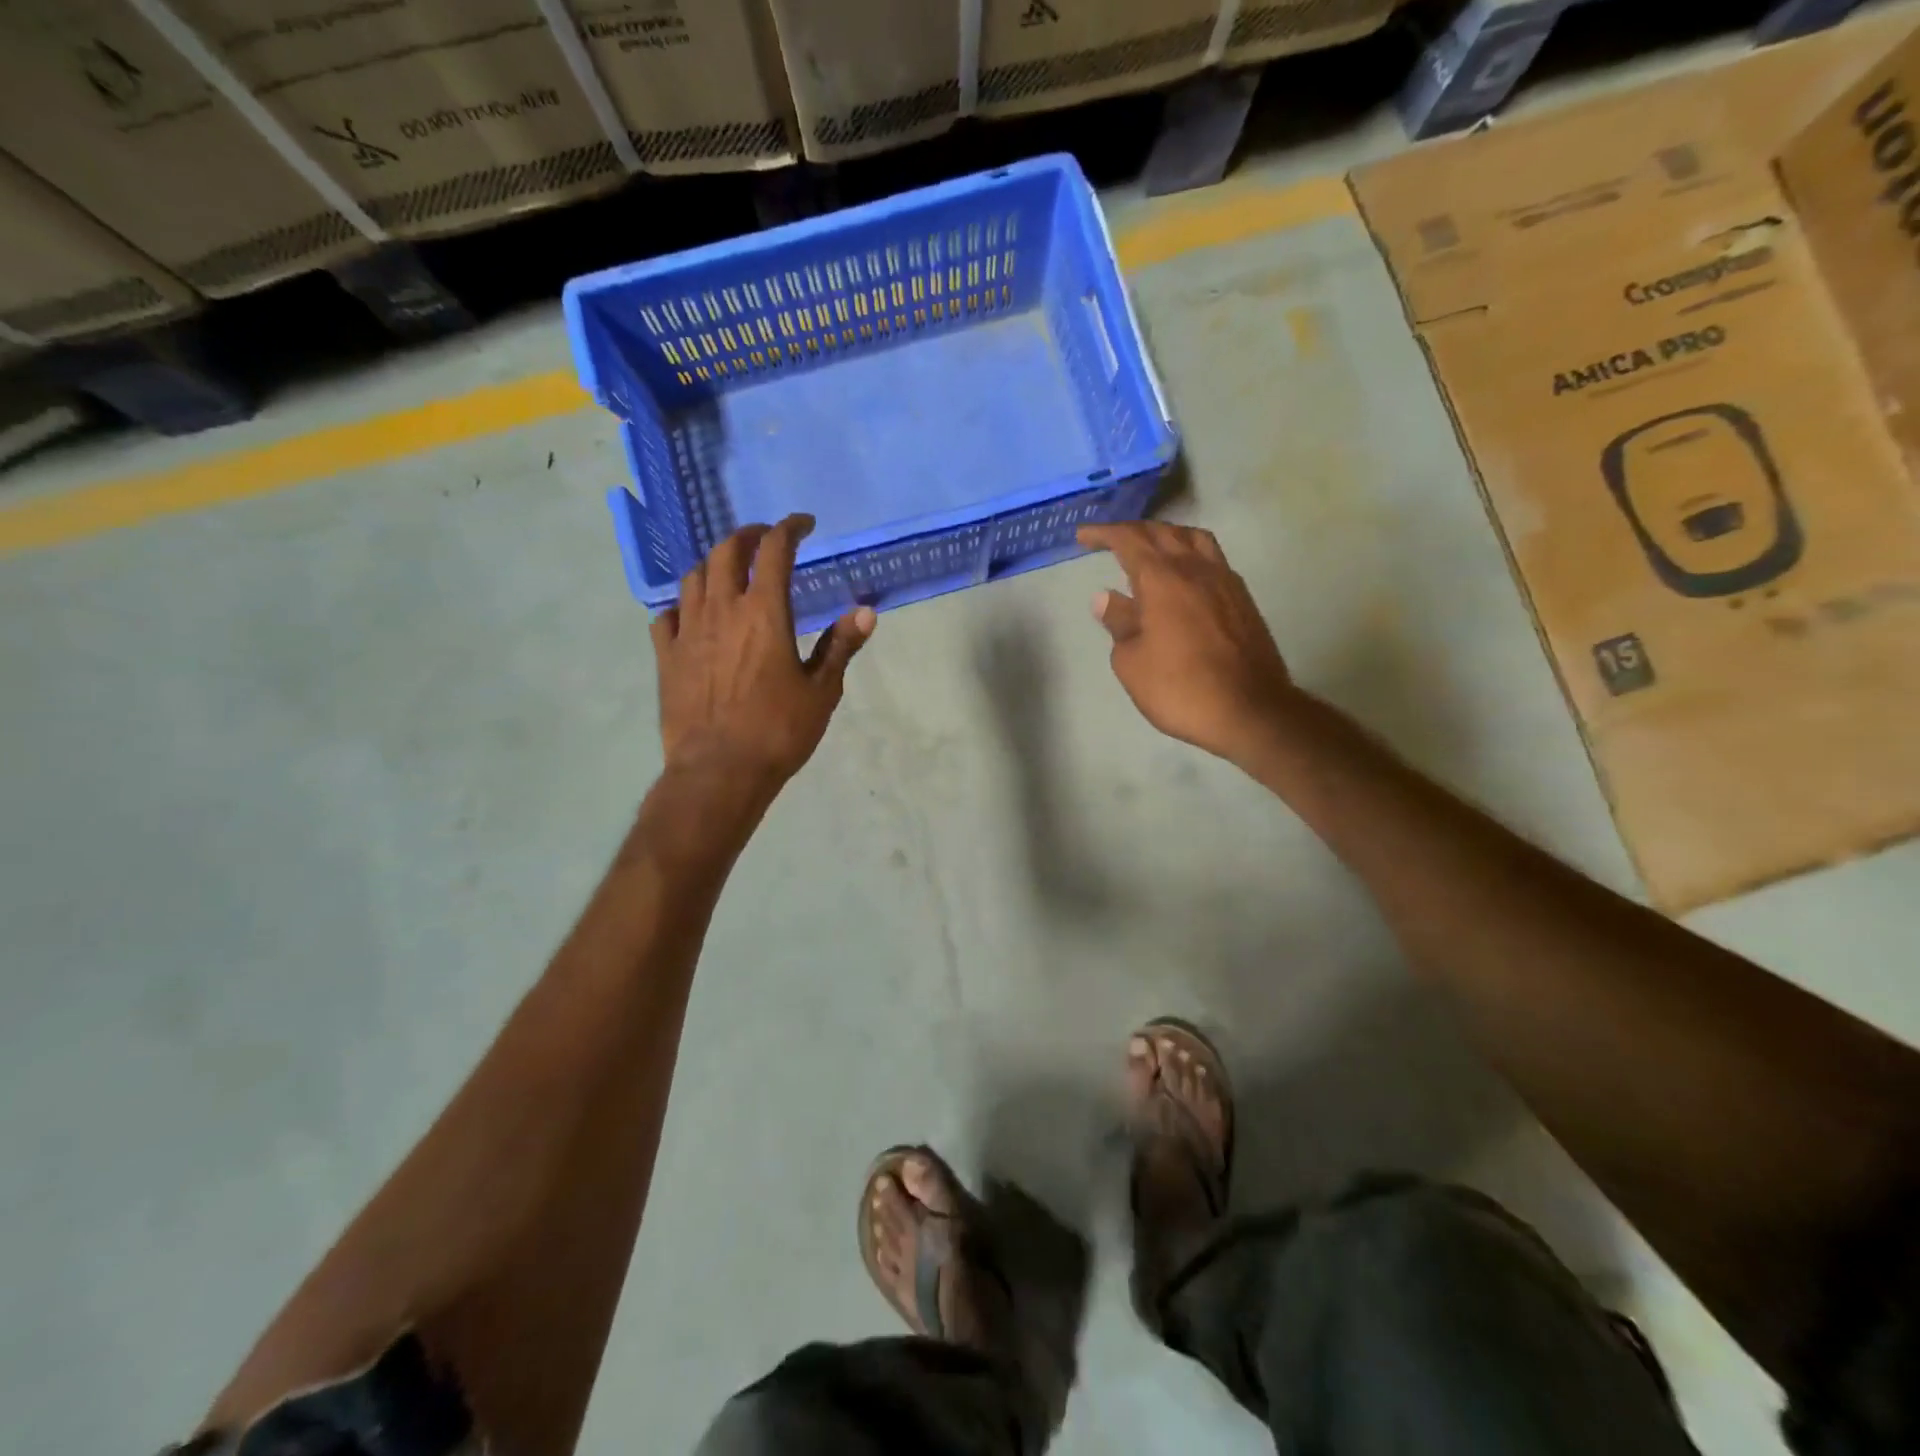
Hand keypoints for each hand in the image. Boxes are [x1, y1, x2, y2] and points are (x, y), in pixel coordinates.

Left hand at [652, 515, 875, 793]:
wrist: (719, 771)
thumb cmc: (778, 731)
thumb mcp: (821, 690)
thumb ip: (840, 646)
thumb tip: (866, 611)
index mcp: (764, 613)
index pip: (774, 550)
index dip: (789, 528)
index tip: (803, 524)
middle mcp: (722, 610)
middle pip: (727, 551)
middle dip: (747, 535)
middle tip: (765, 539)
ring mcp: (688, 631)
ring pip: (694, 577)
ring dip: (715, 564)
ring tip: (730, 571)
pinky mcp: (666, 656)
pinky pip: (667, 614)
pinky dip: (684, 604)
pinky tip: (693, 614)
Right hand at [1077, 521, 1298, 764]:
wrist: (1250, 710)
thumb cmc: (1180, 688)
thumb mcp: (1132, 662)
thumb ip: (1118, 623)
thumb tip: (1106, 597)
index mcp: (1162, 579)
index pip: (1128, 540)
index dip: (1103, 533)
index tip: (1083, 536)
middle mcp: (1195, 569)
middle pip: (1162, 532)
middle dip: (1132, 530)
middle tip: (1110, 540)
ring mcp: (1224, 581)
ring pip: (1193, 539)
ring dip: (1166, 535)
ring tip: (1151, 548)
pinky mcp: (1242, 598)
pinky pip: (1212, 558)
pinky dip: (1190, 553)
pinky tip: (1184, 575)